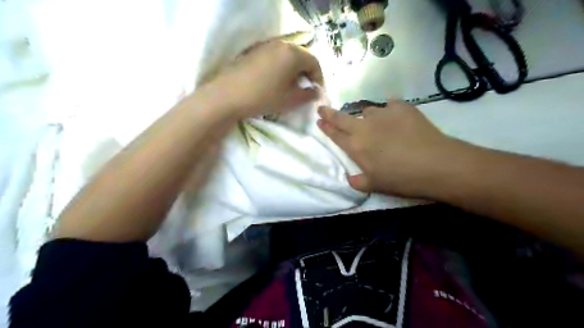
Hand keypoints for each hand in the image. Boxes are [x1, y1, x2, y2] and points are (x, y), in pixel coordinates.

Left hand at [205, 40, 323, 117]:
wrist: (228, 96)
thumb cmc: (264, 97)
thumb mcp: (291, 100)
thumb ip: (308, 95)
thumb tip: (315, 91)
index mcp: (293, 54)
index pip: (314, 62)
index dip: (319, 78)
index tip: (316, 92)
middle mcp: (280, 45)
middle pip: (301, 57)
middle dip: (306, 74)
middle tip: (305, 89)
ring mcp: (265, 46)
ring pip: (287, 57)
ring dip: (293, 71)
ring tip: (290, 87)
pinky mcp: (254, 52)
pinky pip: (275, 58)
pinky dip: (281, 68)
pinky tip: (275, 82)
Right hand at [318, 100, 462, 197]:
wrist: (435, 164)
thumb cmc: (401, 178)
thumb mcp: (376, 185)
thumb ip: (359, 182)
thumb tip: (350, 179)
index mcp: (356, 146)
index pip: (335, 134)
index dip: (325, 127)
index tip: (319, 119)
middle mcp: (364, 127)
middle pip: (342, 118)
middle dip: (330, 113)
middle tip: (322, 108)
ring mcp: (383, 114)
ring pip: (367, 111)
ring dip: (366, 118)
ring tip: (377, 126)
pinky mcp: (401, 107)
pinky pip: (389, 106)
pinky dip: (389, 112)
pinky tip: (396, 119)